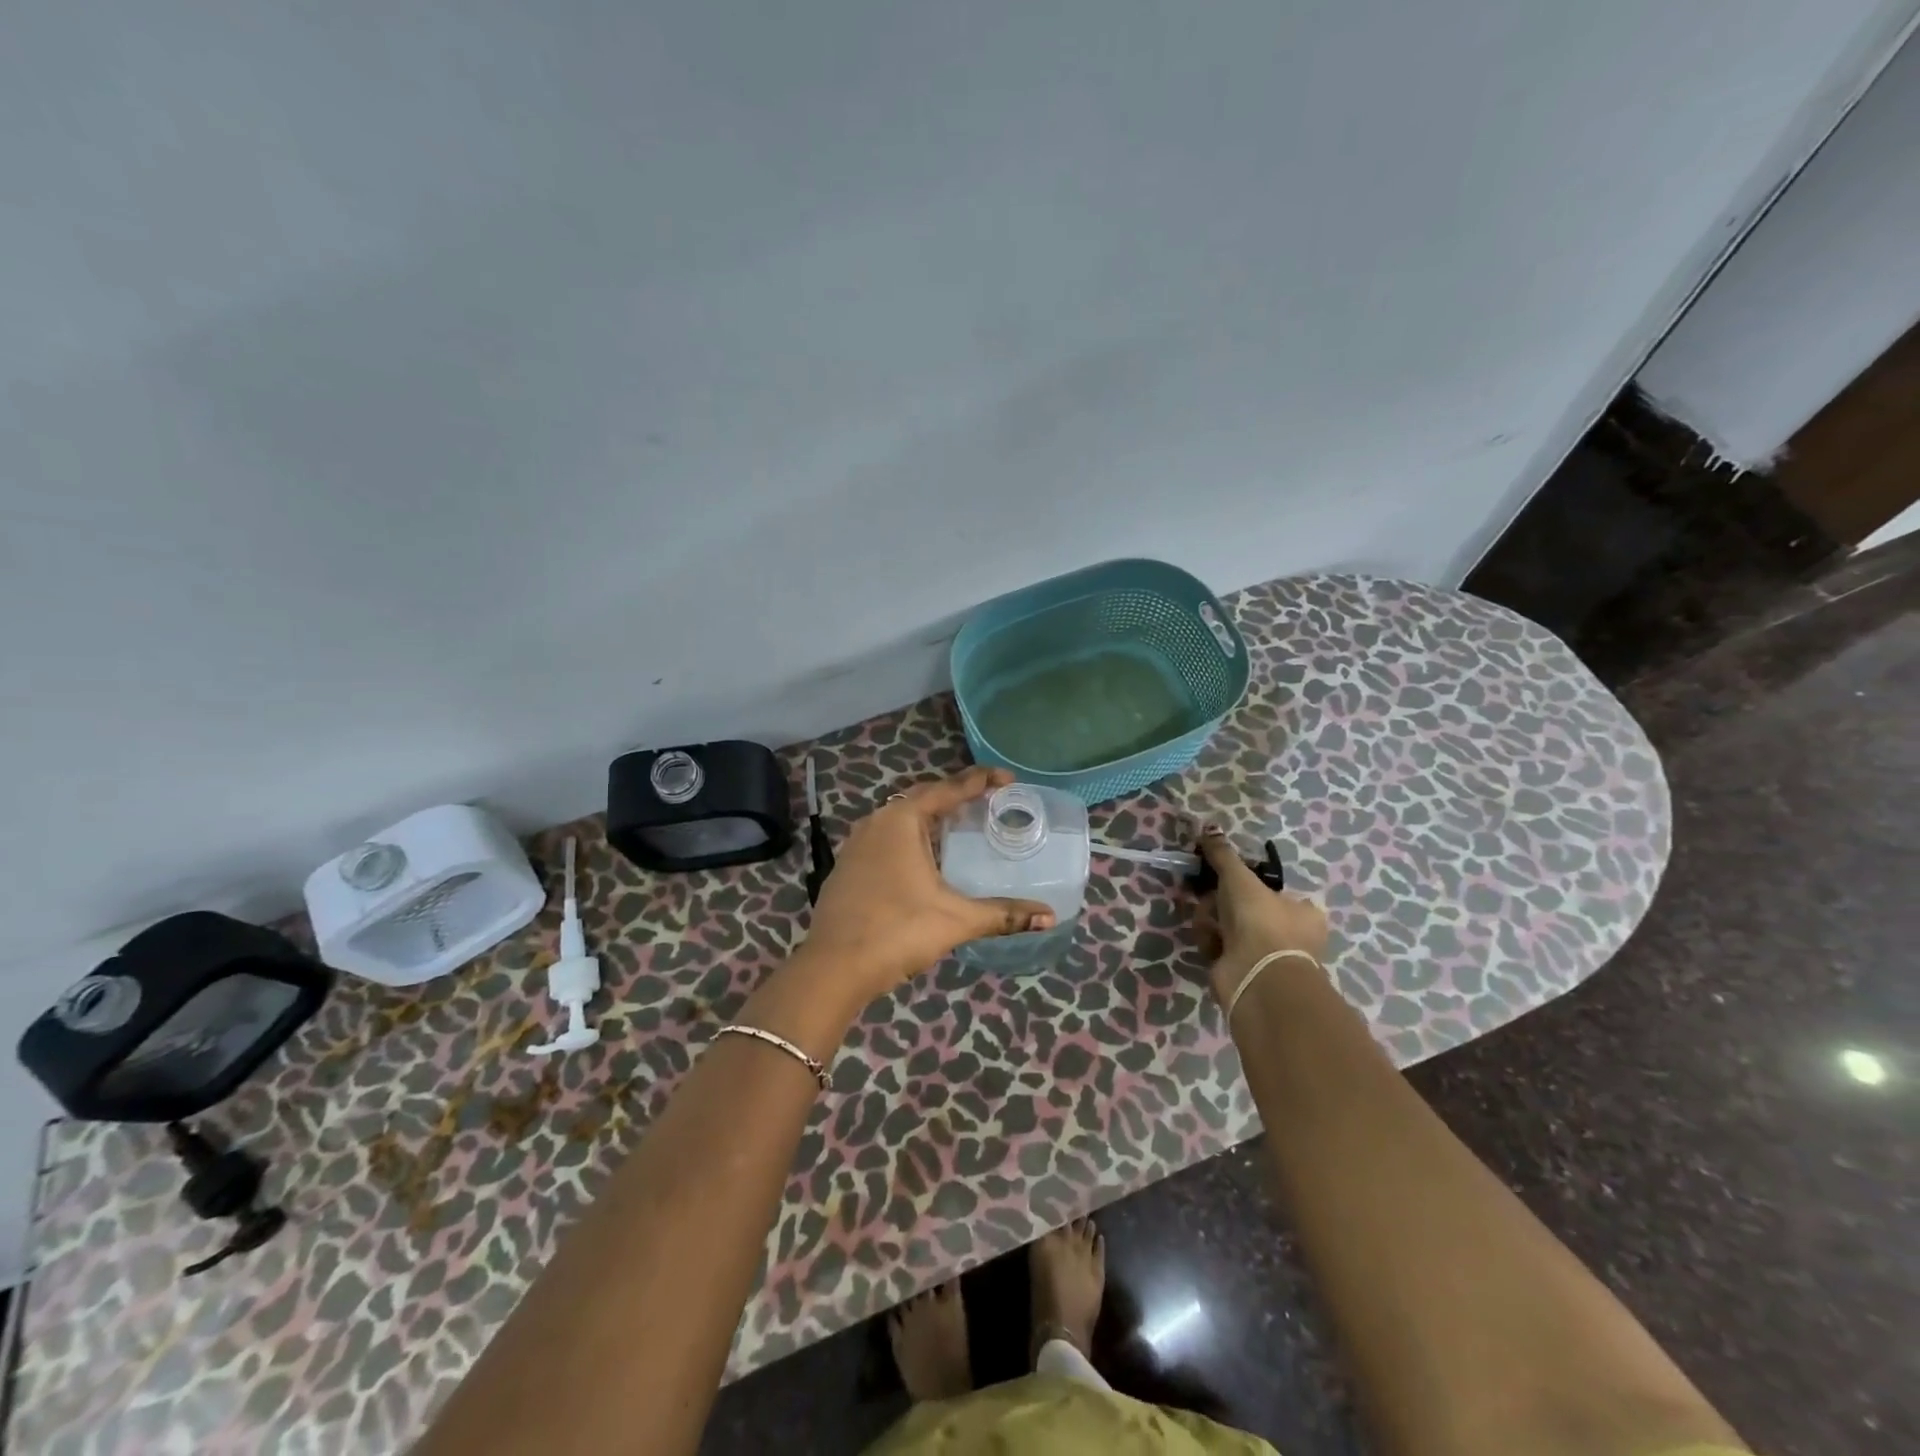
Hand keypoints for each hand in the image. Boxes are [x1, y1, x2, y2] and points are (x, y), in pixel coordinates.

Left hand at [800, 767, 1055, 1002]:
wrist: (834, 967)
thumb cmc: (898, 932)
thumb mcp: (956, 920)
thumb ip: (1003, 914)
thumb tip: (1049, 916)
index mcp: (902, 820)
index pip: (949, 789)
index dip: (981, 781)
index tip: (1008, 778)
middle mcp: (877, 822)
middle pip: (922, 798)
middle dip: (955, 796)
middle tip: (987, 801)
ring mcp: (856, 844)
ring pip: (900, 818)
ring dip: (930, 817)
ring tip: (960, 825)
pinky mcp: (847, 866)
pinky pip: (886, 837)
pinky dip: (911, 837)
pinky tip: (924, 858)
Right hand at [1193, 827, 1328, 1009]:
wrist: (1257, 977)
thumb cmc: (1260, 921)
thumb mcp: (1240, 878)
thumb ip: (1223, 854)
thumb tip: (1209, 828)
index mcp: (1303, 911)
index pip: (1273, 889)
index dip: (1246, 882)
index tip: (1223, 876)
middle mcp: (1289, 934)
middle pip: (1244, 906)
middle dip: (1221, 900)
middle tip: (1208, 895)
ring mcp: (1266, 955)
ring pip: (1228, 925)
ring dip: (1212, 920)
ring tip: (1208, 923)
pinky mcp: (1243, 972)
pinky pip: (1220, 947)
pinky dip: (1211, 942)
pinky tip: (1209, 942)